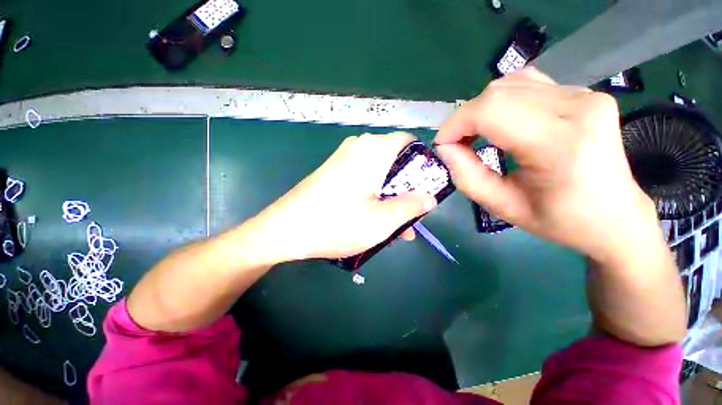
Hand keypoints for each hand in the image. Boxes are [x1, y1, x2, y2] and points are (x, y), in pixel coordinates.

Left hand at [248, 132, 436, 263]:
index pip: (409, 142)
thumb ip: (411, 207)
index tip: (425, 188)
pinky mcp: (334, 171)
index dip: (422, 164)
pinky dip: (373, 195)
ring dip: (390, 197)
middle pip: (394, 161)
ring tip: (395, 227)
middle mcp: (358, 147)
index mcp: (373, 150)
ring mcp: (344, 158)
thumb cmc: (335, 224)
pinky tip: (374, 219)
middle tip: (411, 215)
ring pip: (379, 174)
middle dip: (406, 188)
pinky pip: (363, 179)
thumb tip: (430, 198)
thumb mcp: (382, 221)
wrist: (284, 230)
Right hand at [434, 68, 660, 265]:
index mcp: (560, 145)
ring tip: (476, 135)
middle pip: (498, 93)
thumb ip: (467, 176)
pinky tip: (501, 122)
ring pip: (510, 84)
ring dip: (481, 110)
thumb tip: (445, 148)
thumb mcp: (502, 207)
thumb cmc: (559, 220)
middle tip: (457, 144)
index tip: (443, 145)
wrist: (614, 216)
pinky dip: (502, 101)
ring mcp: (585, 96)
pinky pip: (528, 84)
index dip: (456, 124)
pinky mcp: (584, 94)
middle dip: (465, 119)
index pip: (492, 111)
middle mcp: (578, 109)